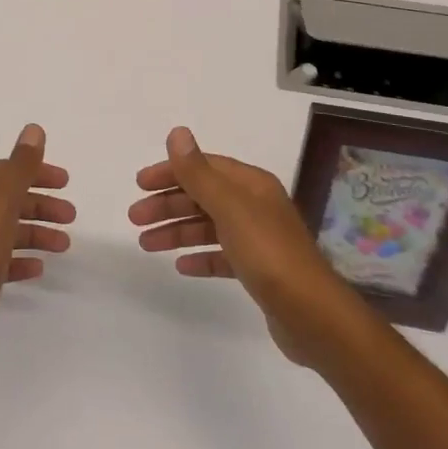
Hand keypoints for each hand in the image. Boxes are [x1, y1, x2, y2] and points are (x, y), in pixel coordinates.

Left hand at [0, 124, 74, 364]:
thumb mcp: (3, 201)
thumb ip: (21, 166)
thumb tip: (33, 129)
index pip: (8, 171)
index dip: (37, 172)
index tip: (65, 182)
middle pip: (11, 201)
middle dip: (42, 205)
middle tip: (72, 215)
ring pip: (10, 231)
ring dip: (38, 232)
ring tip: (64, 245)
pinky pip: (4, 261)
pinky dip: (23, 259)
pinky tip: (39, 268)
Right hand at [129, 126, 366, 364]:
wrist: (312, 315)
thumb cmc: (268, 253)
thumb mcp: (230, 208)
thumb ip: (199, 173)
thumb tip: (177, 133)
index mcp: (251, 185)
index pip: (204, 167)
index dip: (171, 171)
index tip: (140, 184)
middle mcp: (255, 206)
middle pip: (203, 196)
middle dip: (168, 204)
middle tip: (135, 218)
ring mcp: (258, 239)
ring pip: (208, 226)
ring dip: (177, 231)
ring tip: (145, 244)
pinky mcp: (258, 270)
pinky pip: (221, 255)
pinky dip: (199, 256)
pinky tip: (181, 266)